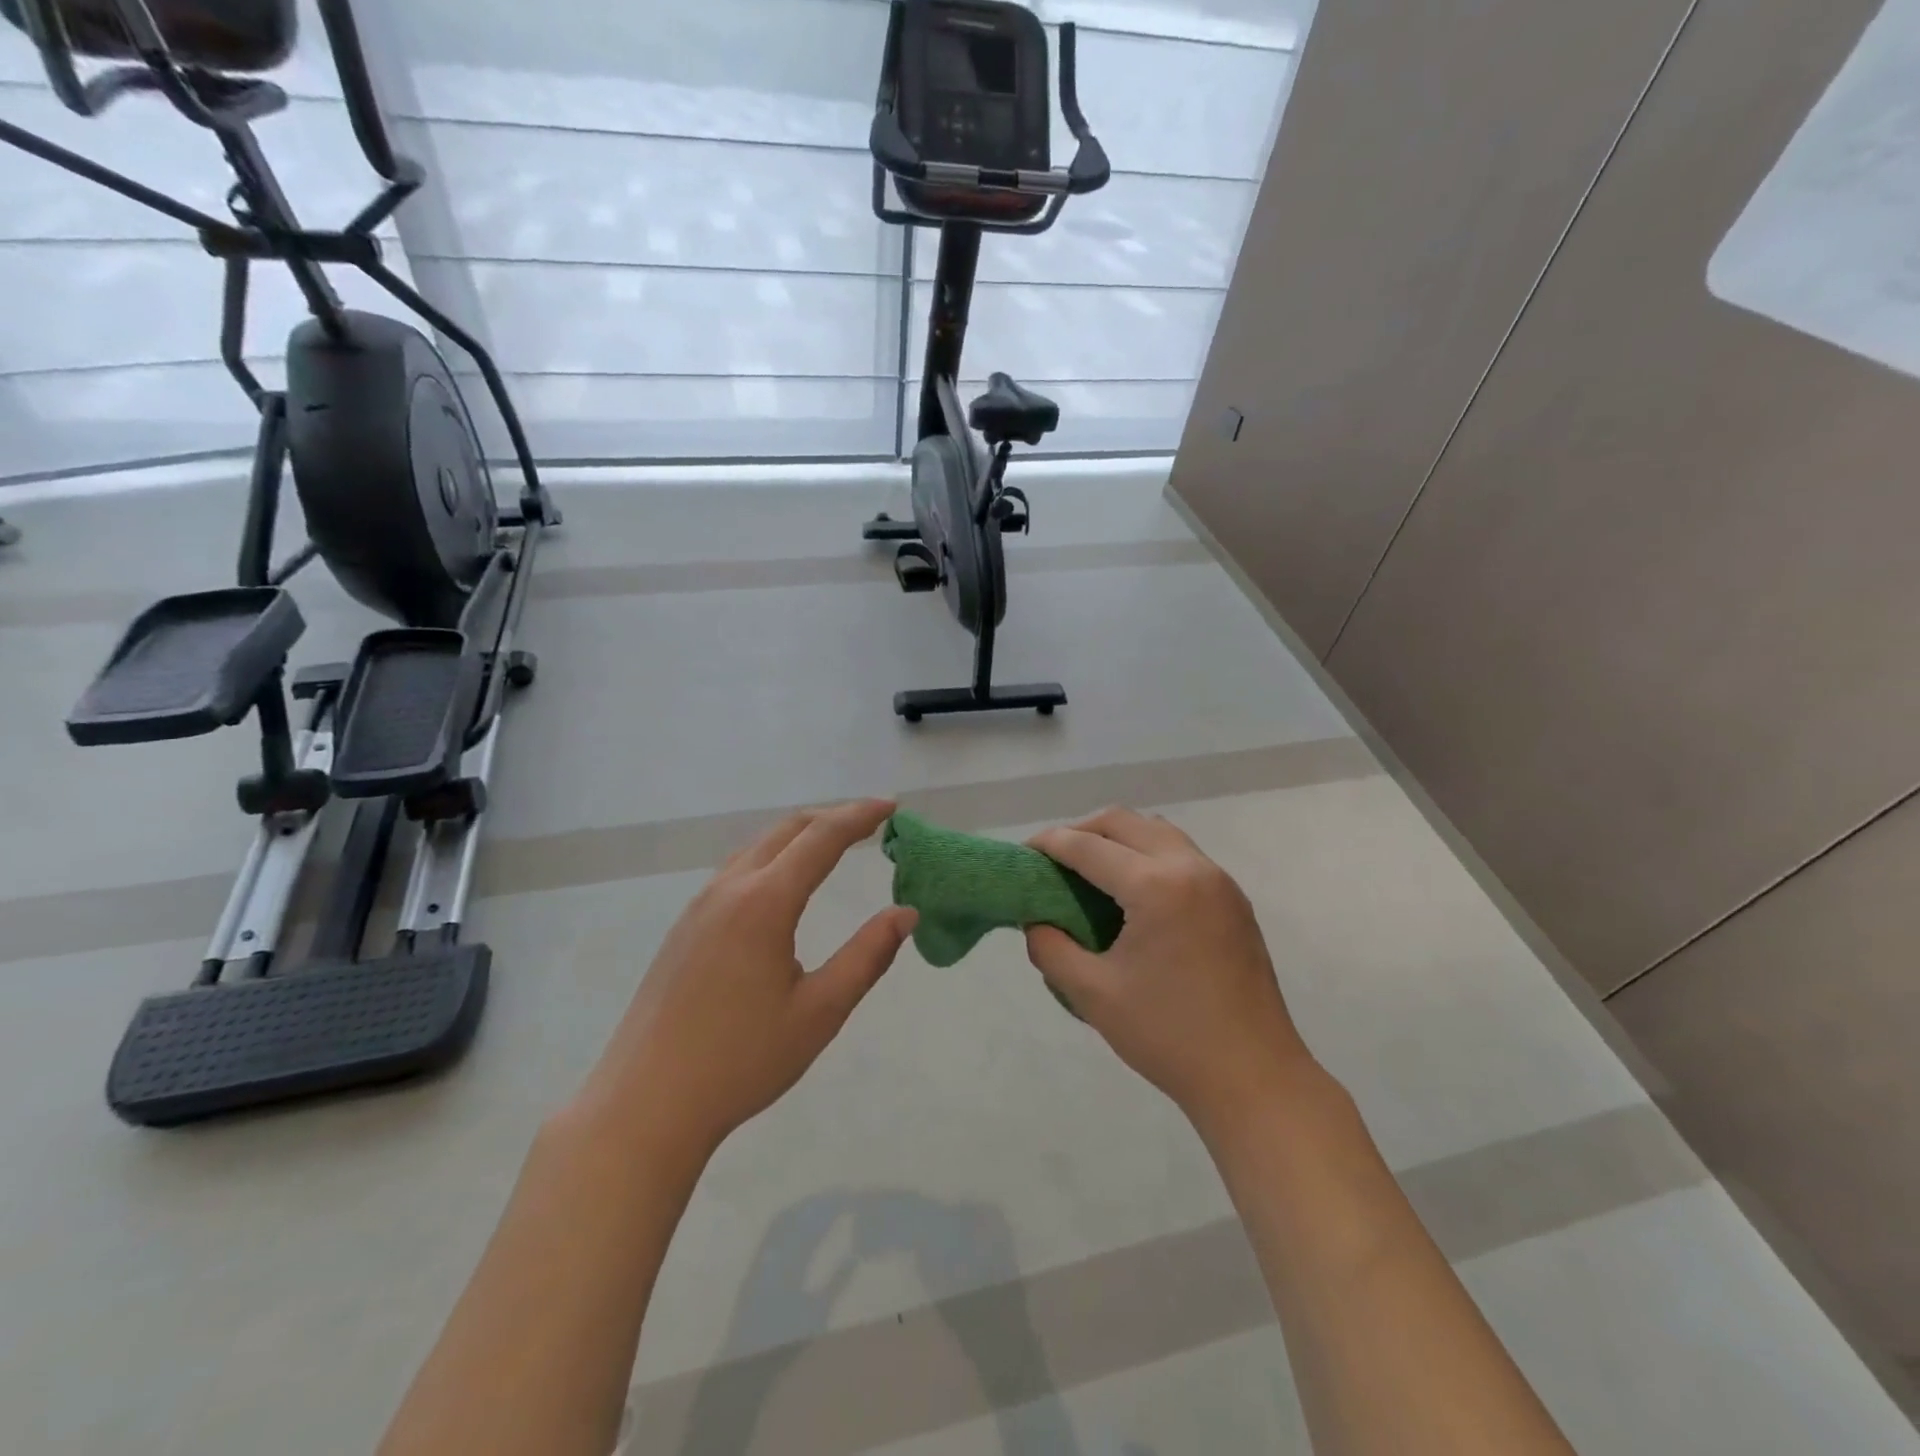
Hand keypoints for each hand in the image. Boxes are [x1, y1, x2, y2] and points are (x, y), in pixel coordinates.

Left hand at [576, 799, 915, 1160]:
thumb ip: (868, 956)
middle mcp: (730, 889)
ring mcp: (700, 905)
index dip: (860, 816)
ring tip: (836, 844)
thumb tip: (905, 914)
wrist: (645, 1104)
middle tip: (872, 821)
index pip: (822, 838)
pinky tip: (784, 884)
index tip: (892, 807)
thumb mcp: (820, 1011)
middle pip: (788, 829)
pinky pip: (738, 869)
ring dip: (801, 834)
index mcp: (765, 902)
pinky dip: (774, 856)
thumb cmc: (741, 1060)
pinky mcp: (685, 926)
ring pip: (759, 846)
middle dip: (833, 816)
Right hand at [1026, 808, 1313, 1137]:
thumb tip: (1037, 922)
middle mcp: (1190, 868)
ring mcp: (1218, 881)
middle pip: (1124, 822)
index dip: (1050, 843)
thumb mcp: (1092, 994)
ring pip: (1157, 831)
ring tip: (1092, 869)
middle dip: (1082, 830)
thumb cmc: (1168, 1035)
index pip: (1088, 846)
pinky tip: (1133, 891)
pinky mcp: (1233, 899)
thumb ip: (1051, 949)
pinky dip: (1148, 853)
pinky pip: (1181, 853)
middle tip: (1054, 859)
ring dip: (1118, 837)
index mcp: (1155, 886)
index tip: (1023, 852)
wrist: (1253, 1077)